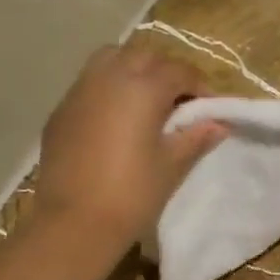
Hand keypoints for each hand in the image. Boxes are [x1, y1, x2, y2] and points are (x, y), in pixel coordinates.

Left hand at [35, 43, 225, 254]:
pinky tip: (115, 121)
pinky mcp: (60, 112)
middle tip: (179, 102)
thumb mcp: (171, 167)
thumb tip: (219, 124)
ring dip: (133, 71)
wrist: (74, 223)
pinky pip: (89, 85)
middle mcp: (109, 77)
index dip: (199, 86)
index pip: (179, 71)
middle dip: (166, 72)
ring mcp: (79, 91)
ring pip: (111, 60)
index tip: (209, 108)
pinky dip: (108, 90)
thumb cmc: (132, 195)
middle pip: (144, 56)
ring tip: (145, 103)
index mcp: (142, 88)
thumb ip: (195, 138)